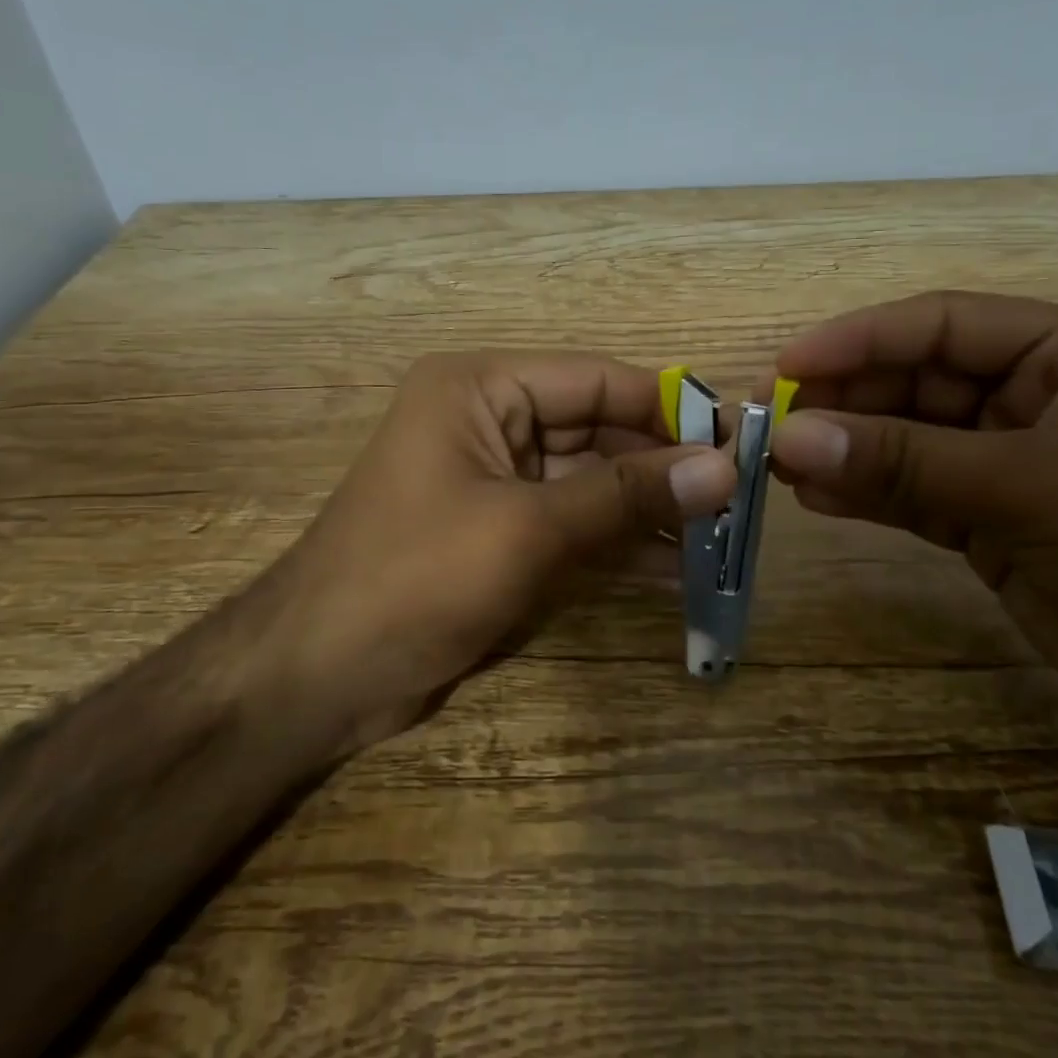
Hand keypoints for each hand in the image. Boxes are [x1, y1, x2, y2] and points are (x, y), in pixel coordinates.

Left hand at [276, 351, 737, 748]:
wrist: (317, 678)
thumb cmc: (414, 578)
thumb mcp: (527, 529)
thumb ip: (625, 496)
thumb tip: (724, 468)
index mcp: (480, 388)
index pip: (595, 379)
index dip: (668, 406)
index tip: (738, 438)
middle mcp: (488, 421)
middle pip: (597, 430)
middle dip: (664, 466)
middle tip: (741, 498)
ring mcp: (495, 481)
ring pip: (591, 482)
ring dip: (649, 509)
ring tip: (722, 537)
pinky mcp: (499, 533)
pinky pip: (573, 524)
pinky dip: (619, 545)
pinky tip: (678, 571)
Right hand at [767, 291, 1057, 753]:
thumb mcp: (1031, 487)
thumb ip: (904, 462)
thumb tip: (792, 437)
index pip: (941, 326)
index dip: (858, 340)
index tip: (786, 365)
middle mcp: (1032, 399)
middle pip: (915, 383)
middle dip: (843, 401)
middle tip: (768, 423)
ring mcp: (1011, 464)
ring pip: (907, 442)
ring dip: (846, 450)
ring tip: (778, 463)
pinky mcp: (994, 524)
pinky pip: (914, 496)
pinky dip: (866, 495)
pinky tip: (816, 498)